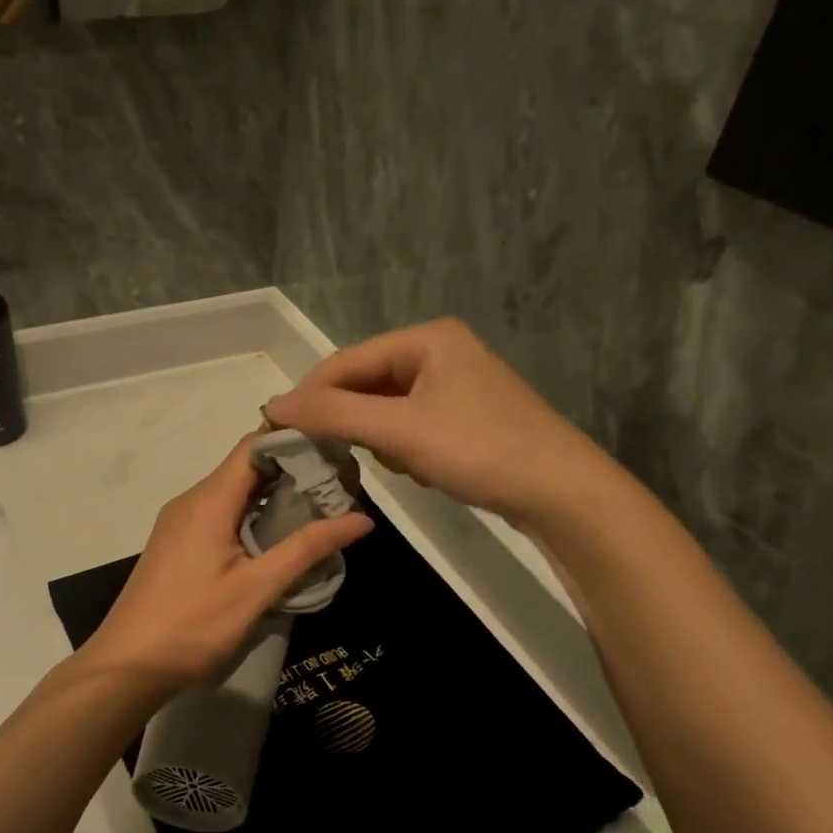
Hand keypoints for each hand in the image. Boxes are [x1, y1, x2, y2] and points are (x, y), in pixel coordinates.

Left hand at [81, 434, 373, 692]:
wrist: (127, 666)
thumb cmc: (192, 625)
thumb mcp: (256, 589)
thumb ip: (306, 549)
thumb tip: (362, 518)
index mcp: (208, 501)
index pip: (254, 446)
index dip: (294, 441)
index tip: (335, 451)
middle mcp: (191, 501)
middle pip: (245, 468)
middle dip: (292, 472)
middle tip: (339, 486)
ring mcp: (180, 522)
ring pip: (233, 493)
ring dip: (273, 497)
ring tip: (320, 510)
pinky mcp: (177, 543)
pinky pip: (220, 515)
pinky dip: (252, 516)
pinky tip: (279, 538)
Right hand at [263, 319, 608, 522]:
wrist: (560, 492)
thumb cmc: (478, 449)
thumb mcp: (398, 430)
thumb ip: (333, 414)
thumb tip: (272, 405)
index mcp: (426, 339)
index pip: (346, 361)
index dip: (309, 395)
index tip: (276, 430)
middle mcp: (439, 352)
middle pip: (367, 383)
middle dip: (353, 421)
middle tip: (332, 455)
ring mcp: (455, 385)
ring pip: (386, 409)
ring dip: (381, 438)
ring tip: (400, 464)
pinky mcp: (465, 416)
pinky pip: (411, 425)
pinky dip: (405, 448)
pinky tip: (423, 469)